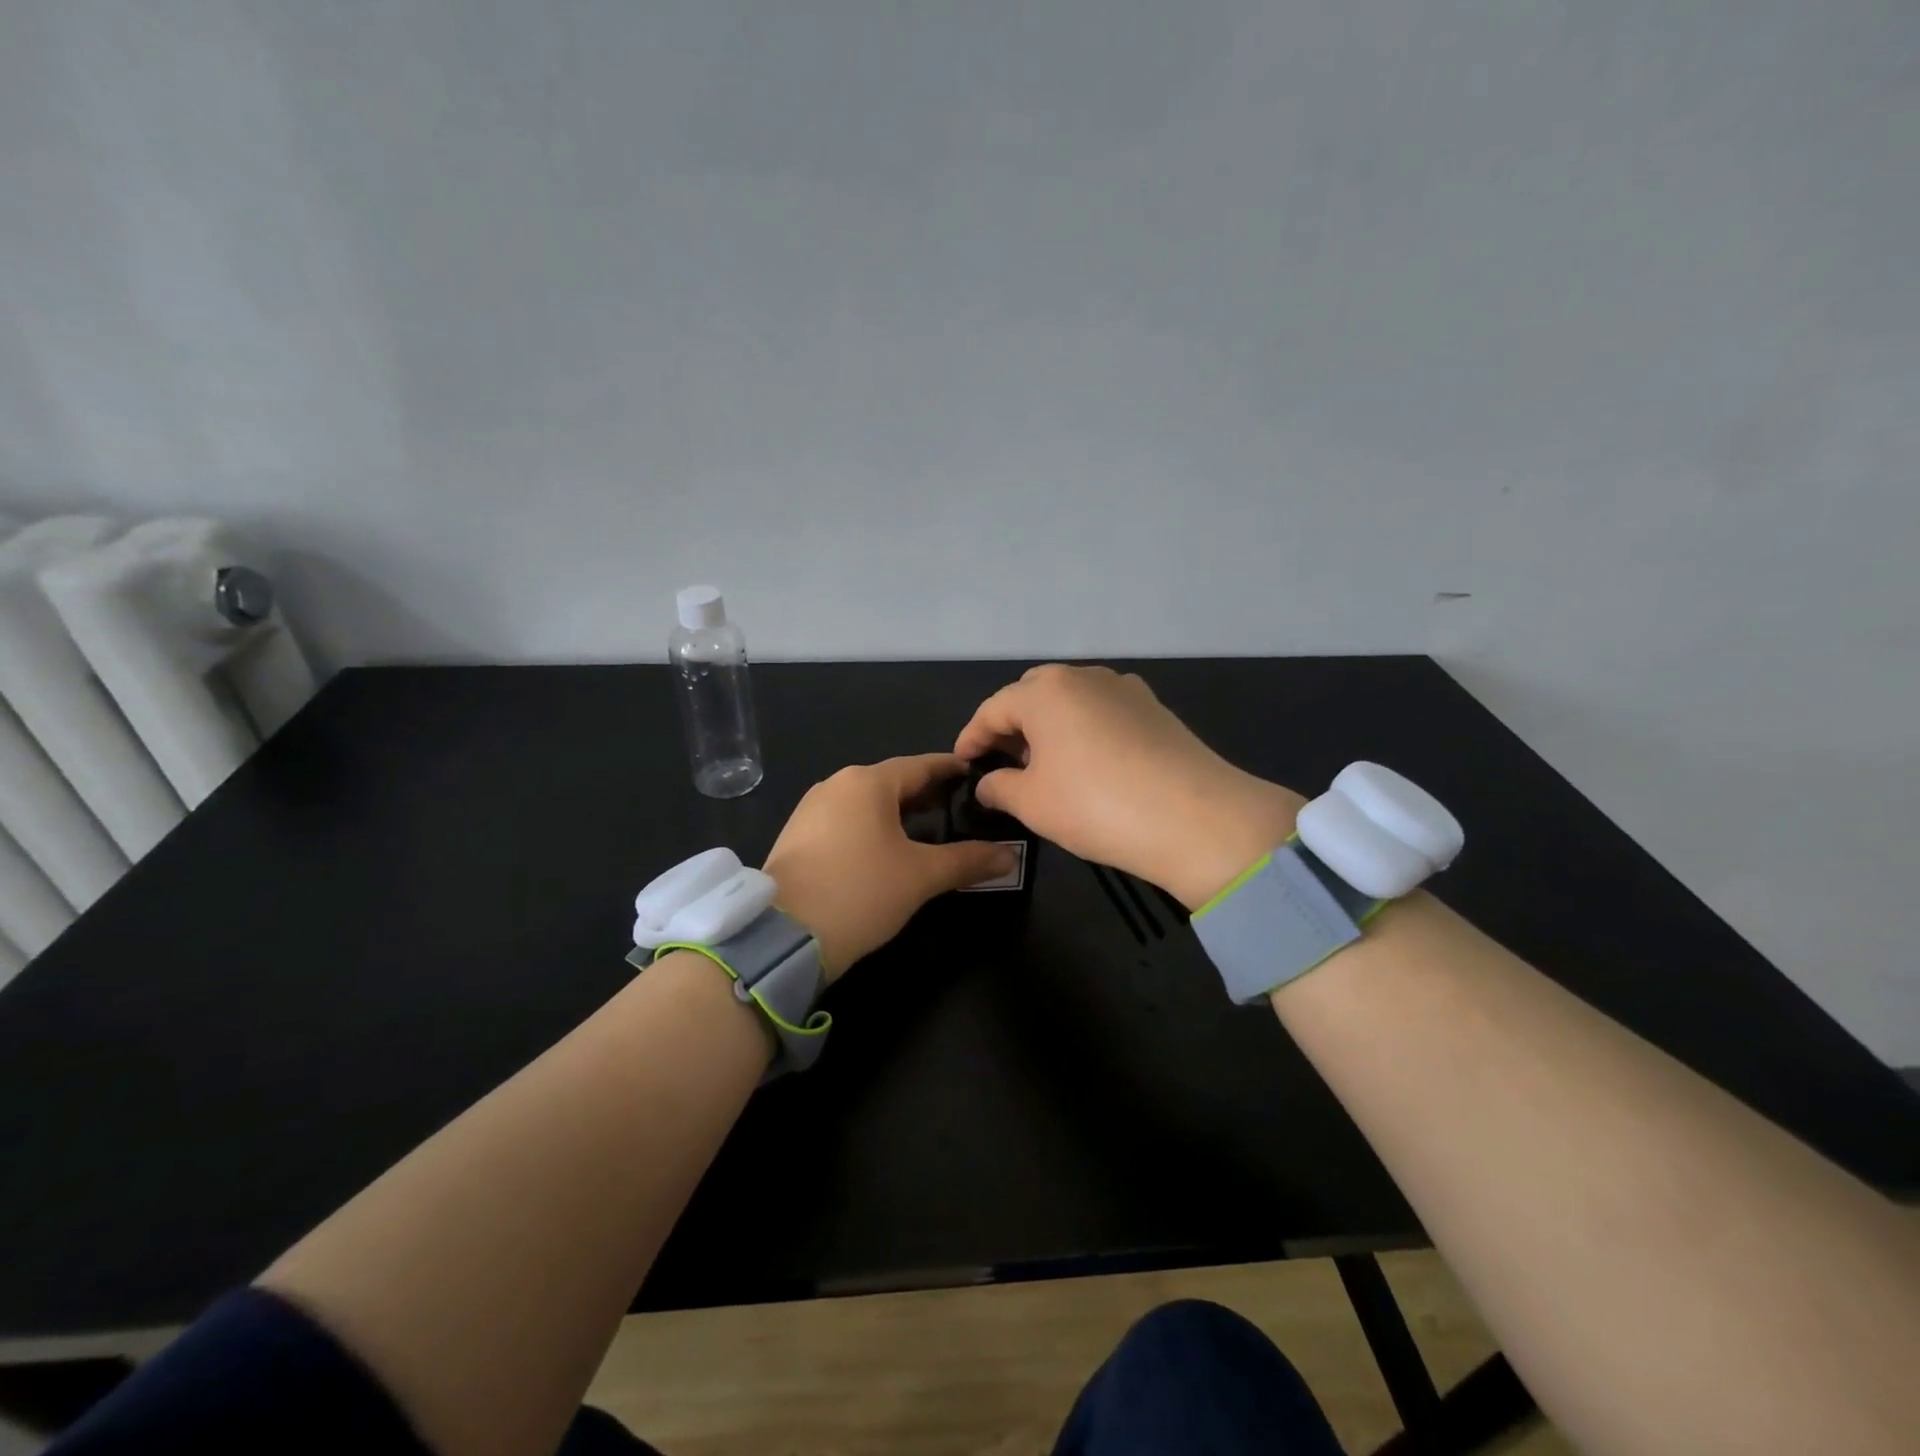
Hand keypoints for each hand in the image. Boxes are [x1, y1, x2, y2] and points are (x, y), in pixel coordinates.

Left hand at [763, 754, 1015, 979]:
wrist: (783, 936)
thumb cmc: (860, 892)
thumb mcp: (921, 876)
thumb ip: (968, 861)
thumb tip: (1011, 856)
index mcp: (867, 782)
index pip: (921, 766)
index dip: (951, 770)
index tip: (975, 775)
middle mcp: (836, 785)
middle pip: (892, 782)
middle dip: (926, 794)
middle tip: (959, 809)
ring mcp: (811, 809)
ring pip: (866, 802)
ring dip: (898, 813)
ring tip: (928, 831)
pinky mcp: (797, 836)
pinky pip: (845, 820)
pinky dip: (872, 827)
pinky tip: (886, 850)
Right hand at [954, 664, 1304, 909]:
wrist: (1195, 818)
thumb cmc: (1096, 806)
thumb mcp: (1032, 803)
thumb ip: (999, 787)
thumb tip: (988, 783)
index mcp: (1045, 691)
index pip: (993, 709)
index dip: (972, 737)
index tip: (962, 763)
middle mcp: (1083, 676)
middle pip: (1032, 695)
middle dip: (1012, 725)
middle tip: (1003, 762)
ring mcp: (1124, 688)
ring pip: (1071, 701)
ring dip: (1050, 726)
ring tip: (1045, 765)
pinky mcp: (1154, 708)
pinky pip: (1103, 711)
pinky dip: (1084, 730)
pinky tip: (1088, 764)